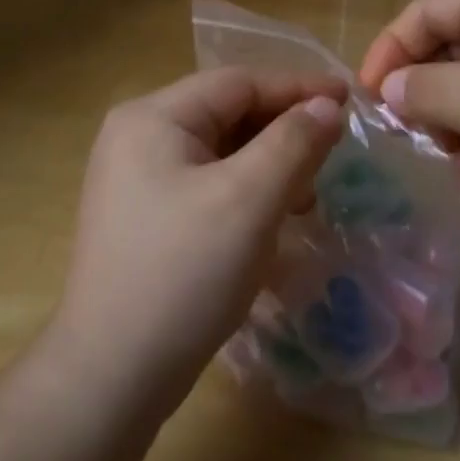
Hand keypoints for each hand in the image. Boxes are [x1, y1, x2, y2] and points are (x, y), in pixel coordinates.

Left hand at [47, 67, 345, 414]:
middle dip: (282, 131)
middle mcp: (137, 137)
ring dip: (268, 165)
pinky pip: (206, 184)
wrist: (111, 377)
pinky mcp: (145, 217)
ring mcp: (136, 179)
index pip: (237, 83)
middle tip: (332, 154)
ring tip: (306, 195)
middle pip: (227, 114)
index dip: (296, 88)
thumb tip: (327, 106)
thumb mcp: (248, 200)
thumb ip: (293, 143)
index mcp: (152, 118)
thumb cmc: (183, 274)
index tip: (348, 101)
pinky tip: (271, 221)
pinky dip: (245, 193)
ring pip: (219, 152)